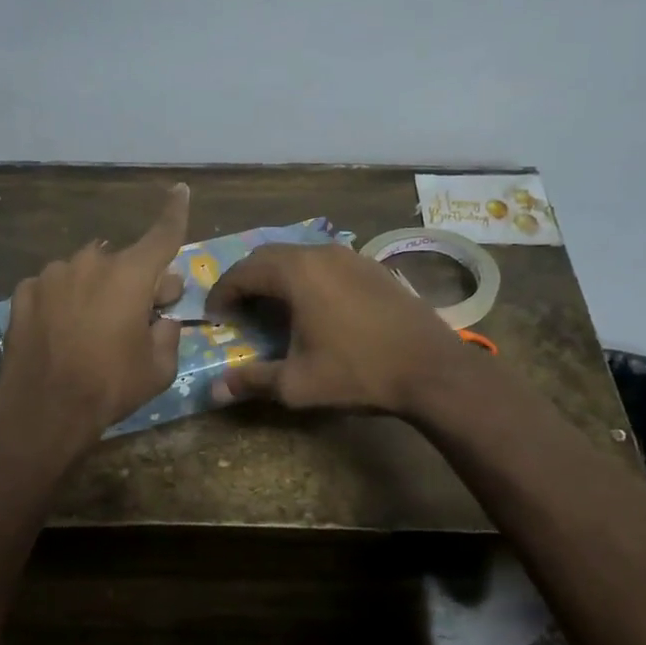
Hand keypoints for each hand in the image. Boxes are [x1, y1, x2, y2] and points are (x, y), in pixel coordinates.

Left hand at [0, 183, 190, 459]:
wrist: (42, 408)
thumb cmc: (110, 387)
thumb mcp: (159, 369)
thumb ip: (168, 334)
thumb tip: (163, 318)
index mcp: (131, 276)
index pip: (162, 235)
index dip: (175, 213)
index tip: (180, 190)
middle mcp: (91, 263)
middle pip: (123, 262)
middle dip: (136, 281)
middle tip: (140, 313)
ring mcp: (53, 275)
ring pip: (86, 272)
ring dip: (96, 290)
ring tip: (92, 328)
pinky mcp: (25, 291)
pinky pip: (56, 287)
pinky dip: (64, 299)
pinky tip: (61, 330)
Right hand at [205, 241, 463, 416]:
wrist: (432, 369)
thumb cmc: (358, 373)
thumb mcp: (297, 384)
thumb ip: (252, 381)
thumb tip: (213, 391)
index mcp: (297, 273)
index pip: (243, 272)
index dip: (222, 293)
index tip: (213, 316)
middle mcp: (321, 253)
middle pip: (268, 256)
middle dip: (246, 280)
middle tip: (236, 309)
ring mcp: (351, 256)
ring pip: (299, 256)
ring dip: (276, 277)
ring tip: (270, 307)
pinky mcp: (373, 267)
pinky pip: (325, 263)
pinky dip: (306, 278)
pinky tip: (312, 306)